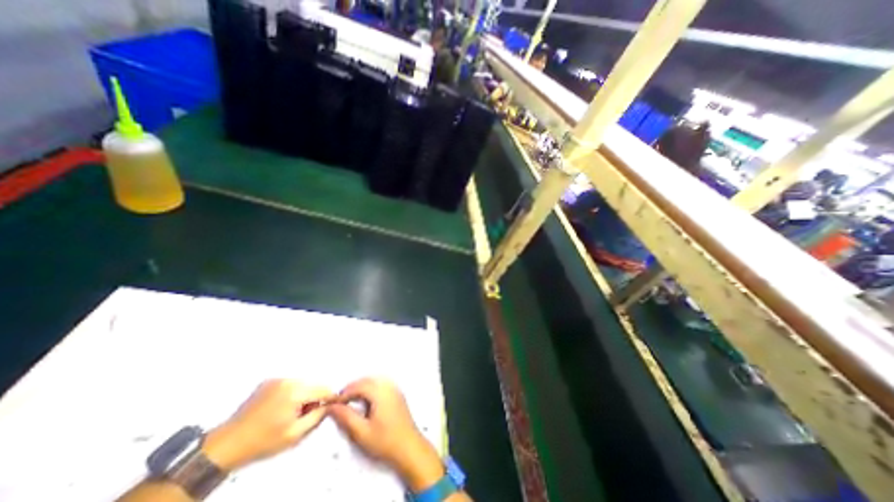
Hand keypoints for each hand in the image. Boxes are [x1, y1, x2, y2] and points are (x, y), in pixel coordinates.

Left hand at [202, 380, 334, 470]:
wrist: (226, 445)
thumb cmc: (263, 441)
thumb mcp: (295, 434)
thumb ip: (317, 417)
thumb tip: (330, 405)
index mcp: (295, 391)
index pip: (323, 389)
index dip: (330, 398)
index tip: (333, 405)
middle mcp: (288, 380)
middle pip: (313, 385)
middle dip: (314, 398)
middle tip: (305, 415)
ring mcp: (276, 379)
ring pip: (301, 383)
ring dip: (303, 395)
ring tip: (291, 413)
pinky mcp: (267, 381)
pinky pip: (289, 384)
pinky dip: (291, 393)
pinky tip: (280, 408)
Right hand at [327, 378, 442, 488]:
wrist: (409, 447)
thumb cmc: (385, 440)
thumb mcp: (362, 432)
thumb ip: (346, 417)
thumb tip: (332, 407)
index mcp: (381, 392)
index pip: (359, 386)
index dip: (345, 393)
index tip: (333, 403)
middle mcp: (389, 386)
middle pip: (367, 380)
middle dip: (352, 388)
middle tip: (339, 402)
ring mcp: (395, 389)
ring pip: (374, 381)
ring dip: (361, 388)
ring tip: (350, 401)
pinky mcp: (397, 394)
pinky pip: (381, 384)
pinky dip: (370, 389)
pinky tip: (365, 401)